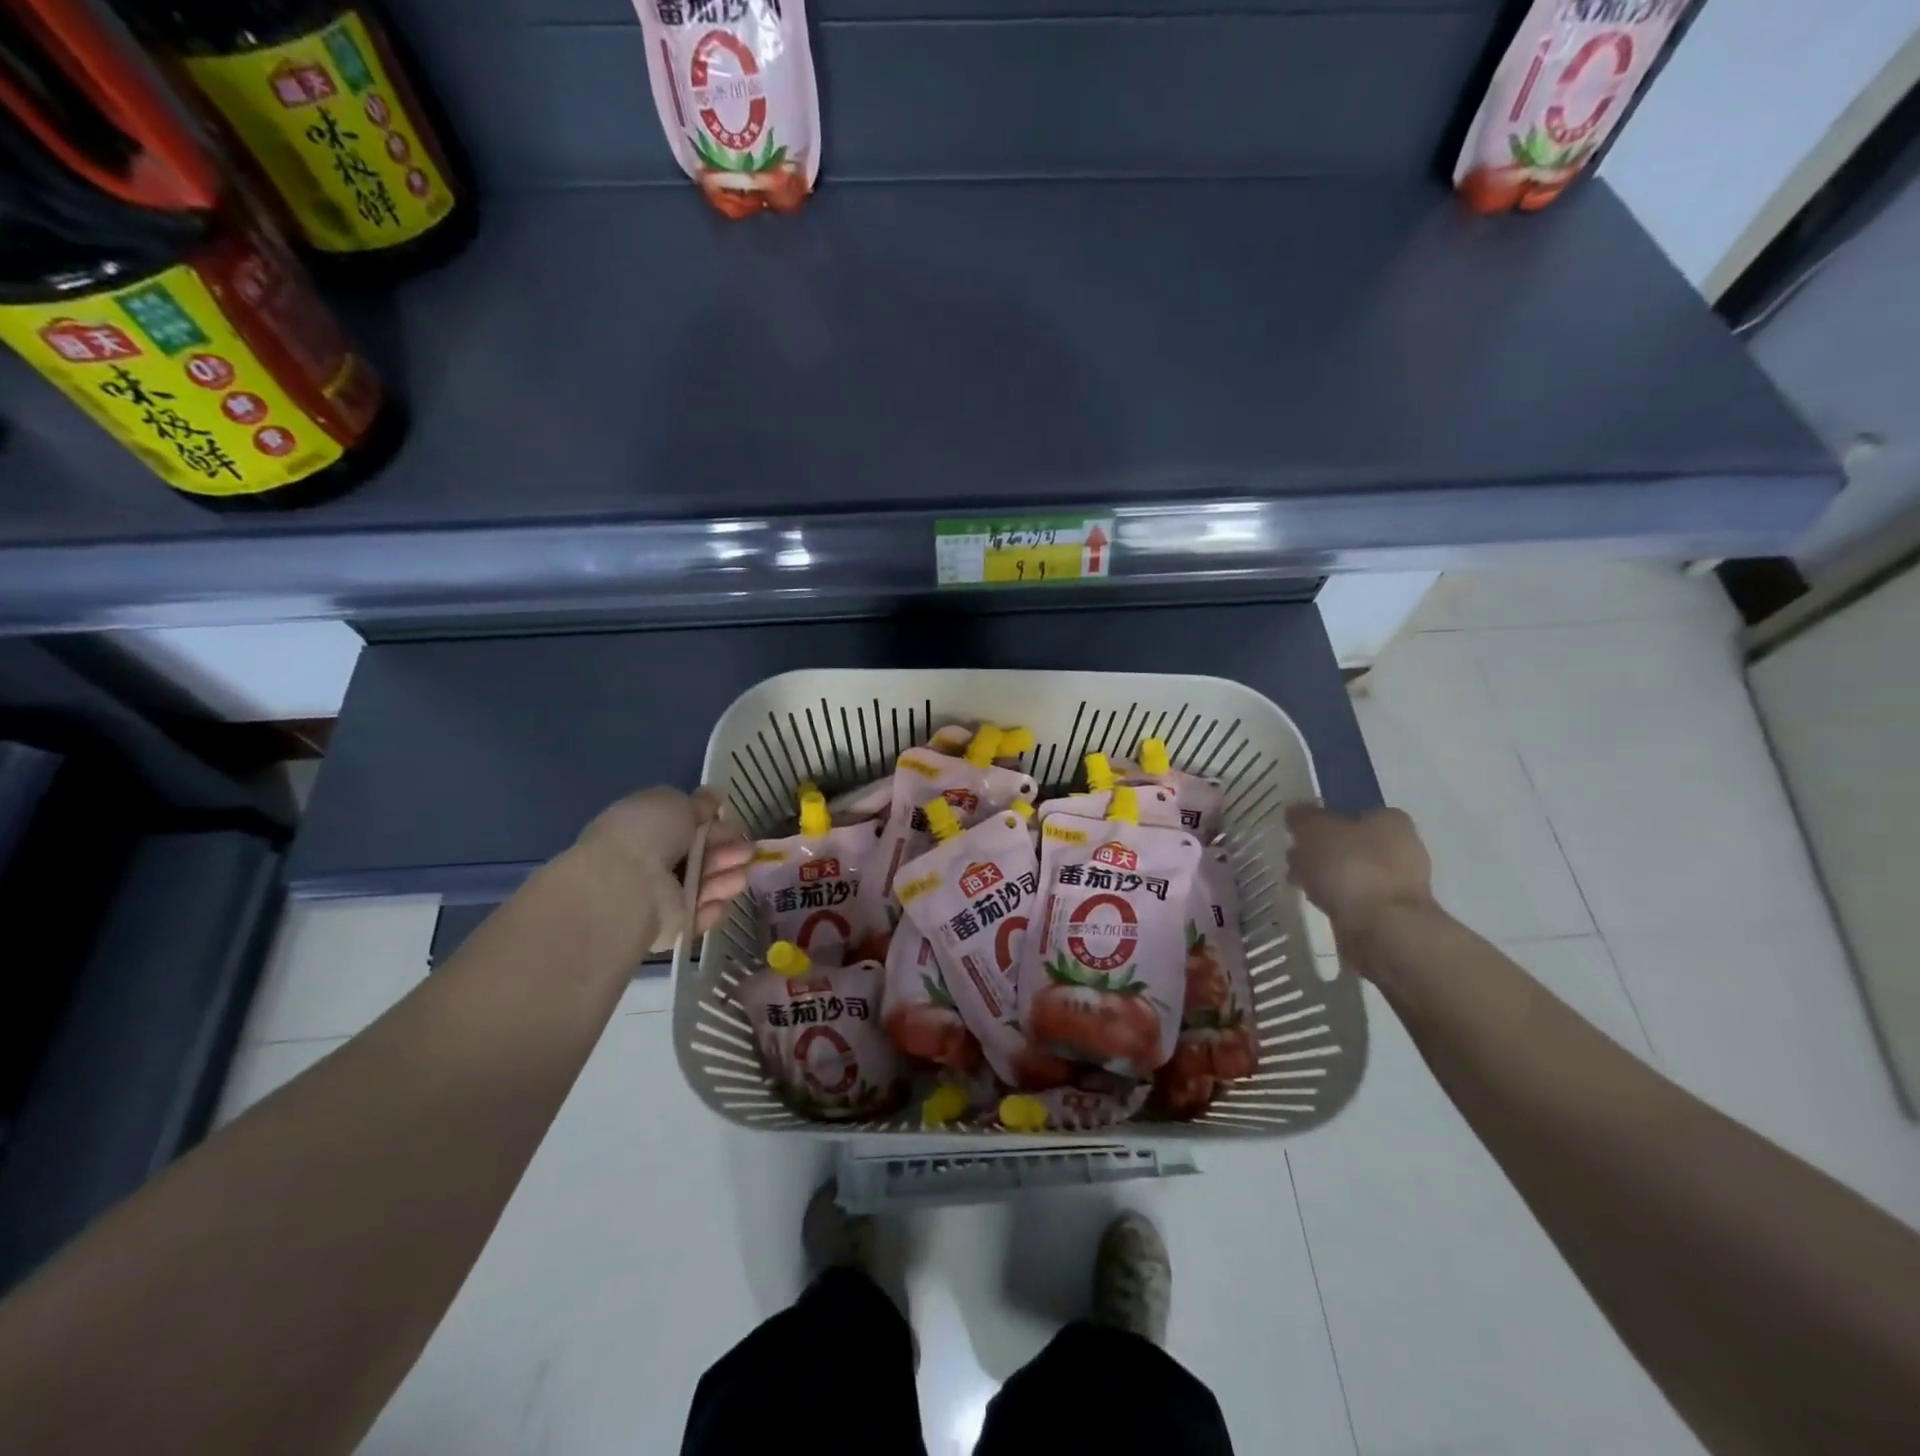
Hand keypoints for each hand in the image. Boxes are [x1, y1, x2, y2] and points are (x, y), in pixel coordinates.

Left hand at [575, 787, 753, 951]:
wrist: (626, 888)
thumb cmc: (647, 835)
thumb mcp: (673, 802)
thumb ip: (697, 803)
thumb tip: (712, 797)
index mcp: (648, 829)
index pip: (688, 826)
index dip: (714, 823)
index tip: (732, 821)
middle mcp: (654, 862)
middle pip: (702, 855)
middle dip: (728, 849)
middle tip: (747, 849)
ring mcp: (664, 895)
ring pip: (706, 884)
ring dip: (728, 876)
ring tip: (743, 873)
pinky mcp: (674, 925)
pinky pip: (701, 914)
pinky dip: (713, 907)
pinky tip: (720, 900)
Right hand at [1285, 803, 1434, 933]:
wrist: (1383, 928)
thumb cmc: (1350, 867)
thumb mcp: (1314, 830)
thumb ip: (1303, 817)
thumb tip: (1297, 811)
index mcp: (1390, 819)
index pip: (1351, 811)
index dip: (1321, 821)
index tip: (1298, 835)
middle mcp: (1403, 846)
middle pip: (1351, 843)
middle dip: (1322, 852)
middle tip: (1295, 860)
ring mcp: (1401, 883)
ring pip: (1352, 872)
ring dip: (1327, 877)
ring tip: (1301, 885)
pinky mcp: (1393, 913)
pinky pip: (1356, 898)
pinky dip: (1338, 899)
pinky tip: (1320, 904)